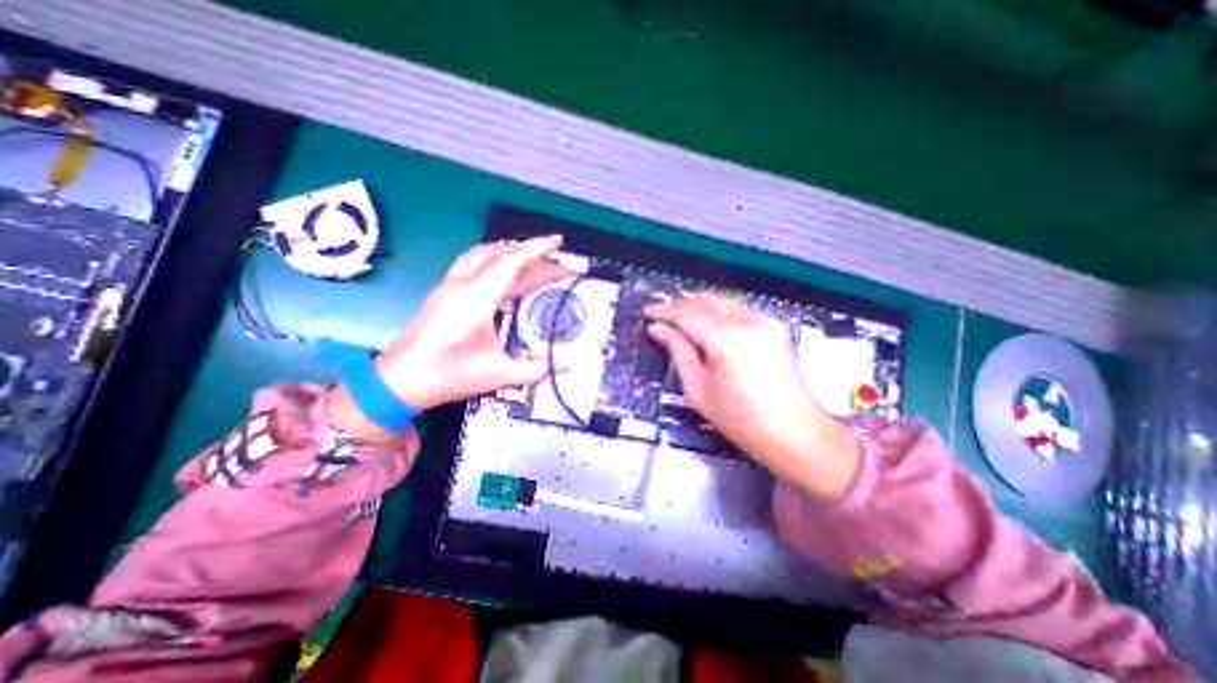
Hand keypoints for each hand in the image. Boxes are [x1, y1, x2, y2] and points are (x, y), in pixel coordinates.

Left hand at [327, 234, 566, 441]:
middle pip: (501, 256)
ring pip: (483, 255)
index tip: (558, 241)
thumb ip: (536, 368)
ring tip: (533, 264)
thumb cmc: (449, 374)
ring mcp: (450, 287)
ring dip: (510, 254)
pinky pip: (472, 265)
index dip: (537, 249)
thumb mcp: (499, 374)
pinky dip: (494, 262)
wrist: (399, 381)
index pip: (512, 262)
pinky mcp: (443, 294)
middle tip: (557, 267)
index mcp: (477, 298)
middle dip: (533, 257)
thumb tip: (566, 362)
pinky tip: (503, 278)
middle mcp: (463, 284)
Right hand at [645, 294, 863, 502]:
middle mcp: (748, 321)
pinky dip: (717, 312)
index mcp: (727, 339)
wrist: (793, 432)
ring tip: (678, 318)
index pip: (688, 314)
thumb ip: (678, 351)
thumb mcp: (698, 389)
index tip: (647, 312)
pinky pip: (737, 309)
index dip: (664, 311)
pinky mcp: (774, 326)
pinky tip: (705, 323)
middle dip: (680, 304)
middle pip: (706, 300)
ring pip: (722, 301)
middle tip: (660, 314)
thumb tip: (658, 329)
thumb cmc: (740, 419)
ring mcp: (765, 321)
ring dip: (698, 306)